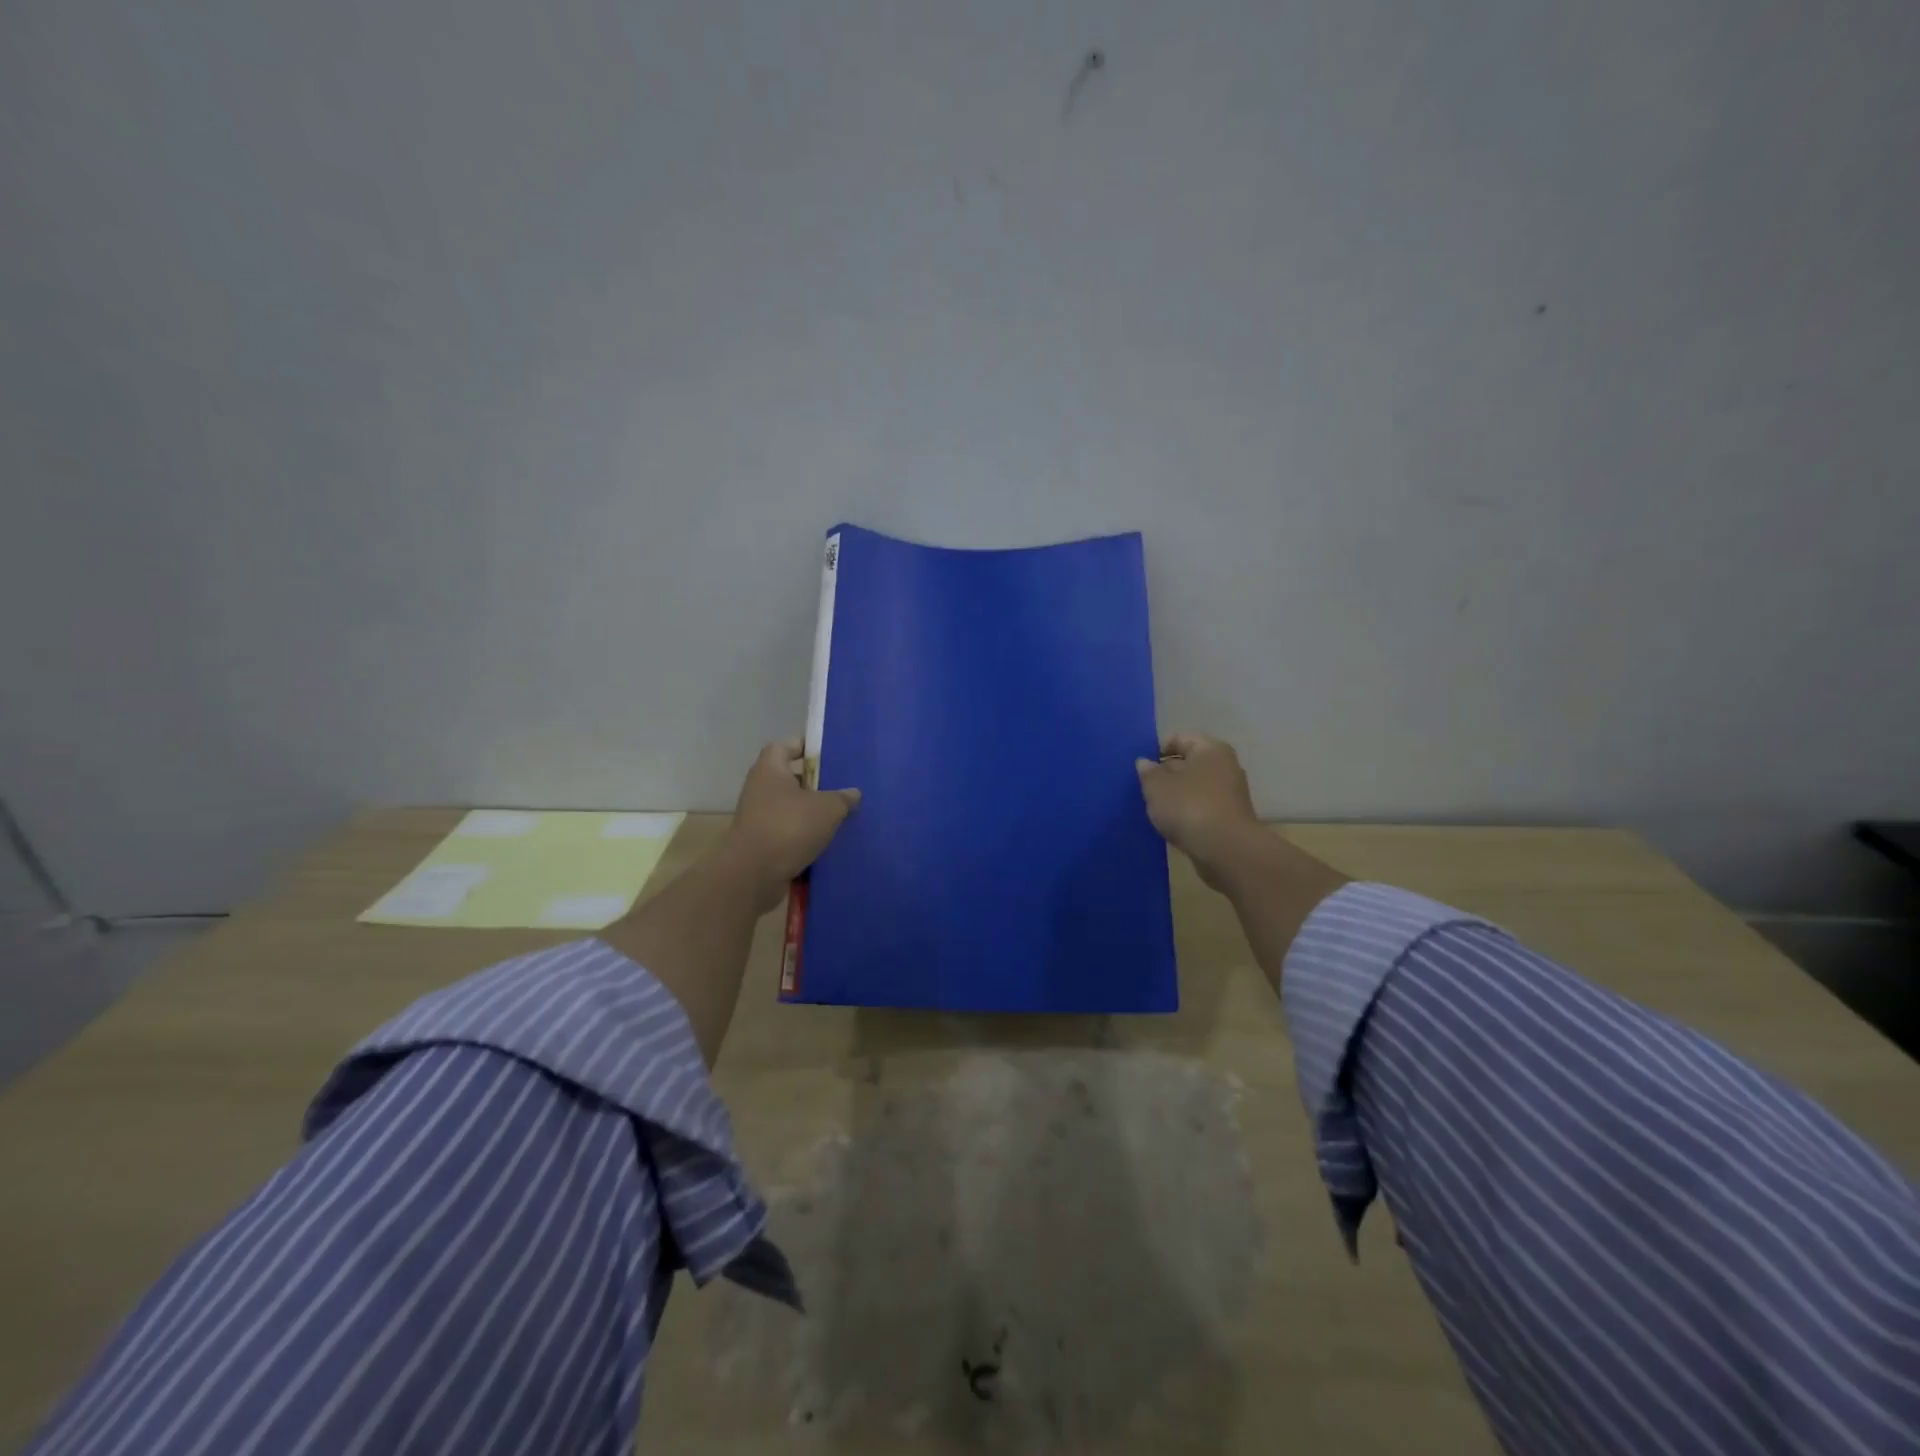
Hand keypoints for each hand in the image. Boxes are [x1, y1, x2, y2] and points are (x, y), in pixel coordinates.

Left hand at [721, 739, 861, 912]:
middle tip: (842, 786)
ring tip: (840, 815)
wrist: (753, 874)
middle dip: (815, 782)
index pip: (786, 746)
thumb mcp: (827, 808)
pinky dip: (804, 834)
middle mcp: (760, 788)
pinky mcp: (761, 842)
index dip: (806, 746)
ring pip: (790, 806)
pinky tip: (827, 840)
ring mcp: (758, 816)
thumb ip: (843, 798)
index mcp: (770, 769)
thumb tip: (853, 793)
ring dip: (811, 811)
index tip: (828, 753)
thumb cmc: (789, 827)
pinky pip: (787, 831)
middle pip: (790, 777)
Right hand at [1136, 733, 1262, 890]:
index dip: (1156, 750)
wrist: (1226, 851)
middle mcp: (1225, 766)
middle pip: (1188, 763)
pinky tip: (1170, 825)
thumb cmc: (1189, 807)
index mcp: (1210, 749)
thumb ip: (1148, 772)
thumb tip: (1145, 763)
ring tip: (1153, 808)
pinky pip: (1201, 808)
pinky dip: (1186, 813)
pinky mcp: (1229, 818)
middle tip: (1143, 789)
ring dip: (1174, 796)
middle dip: (1165, 774)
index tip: (1140, 768)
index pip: (1179, 738)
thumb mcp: (1157, 786)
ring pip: (1193, 787)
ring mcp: (1230, 794)